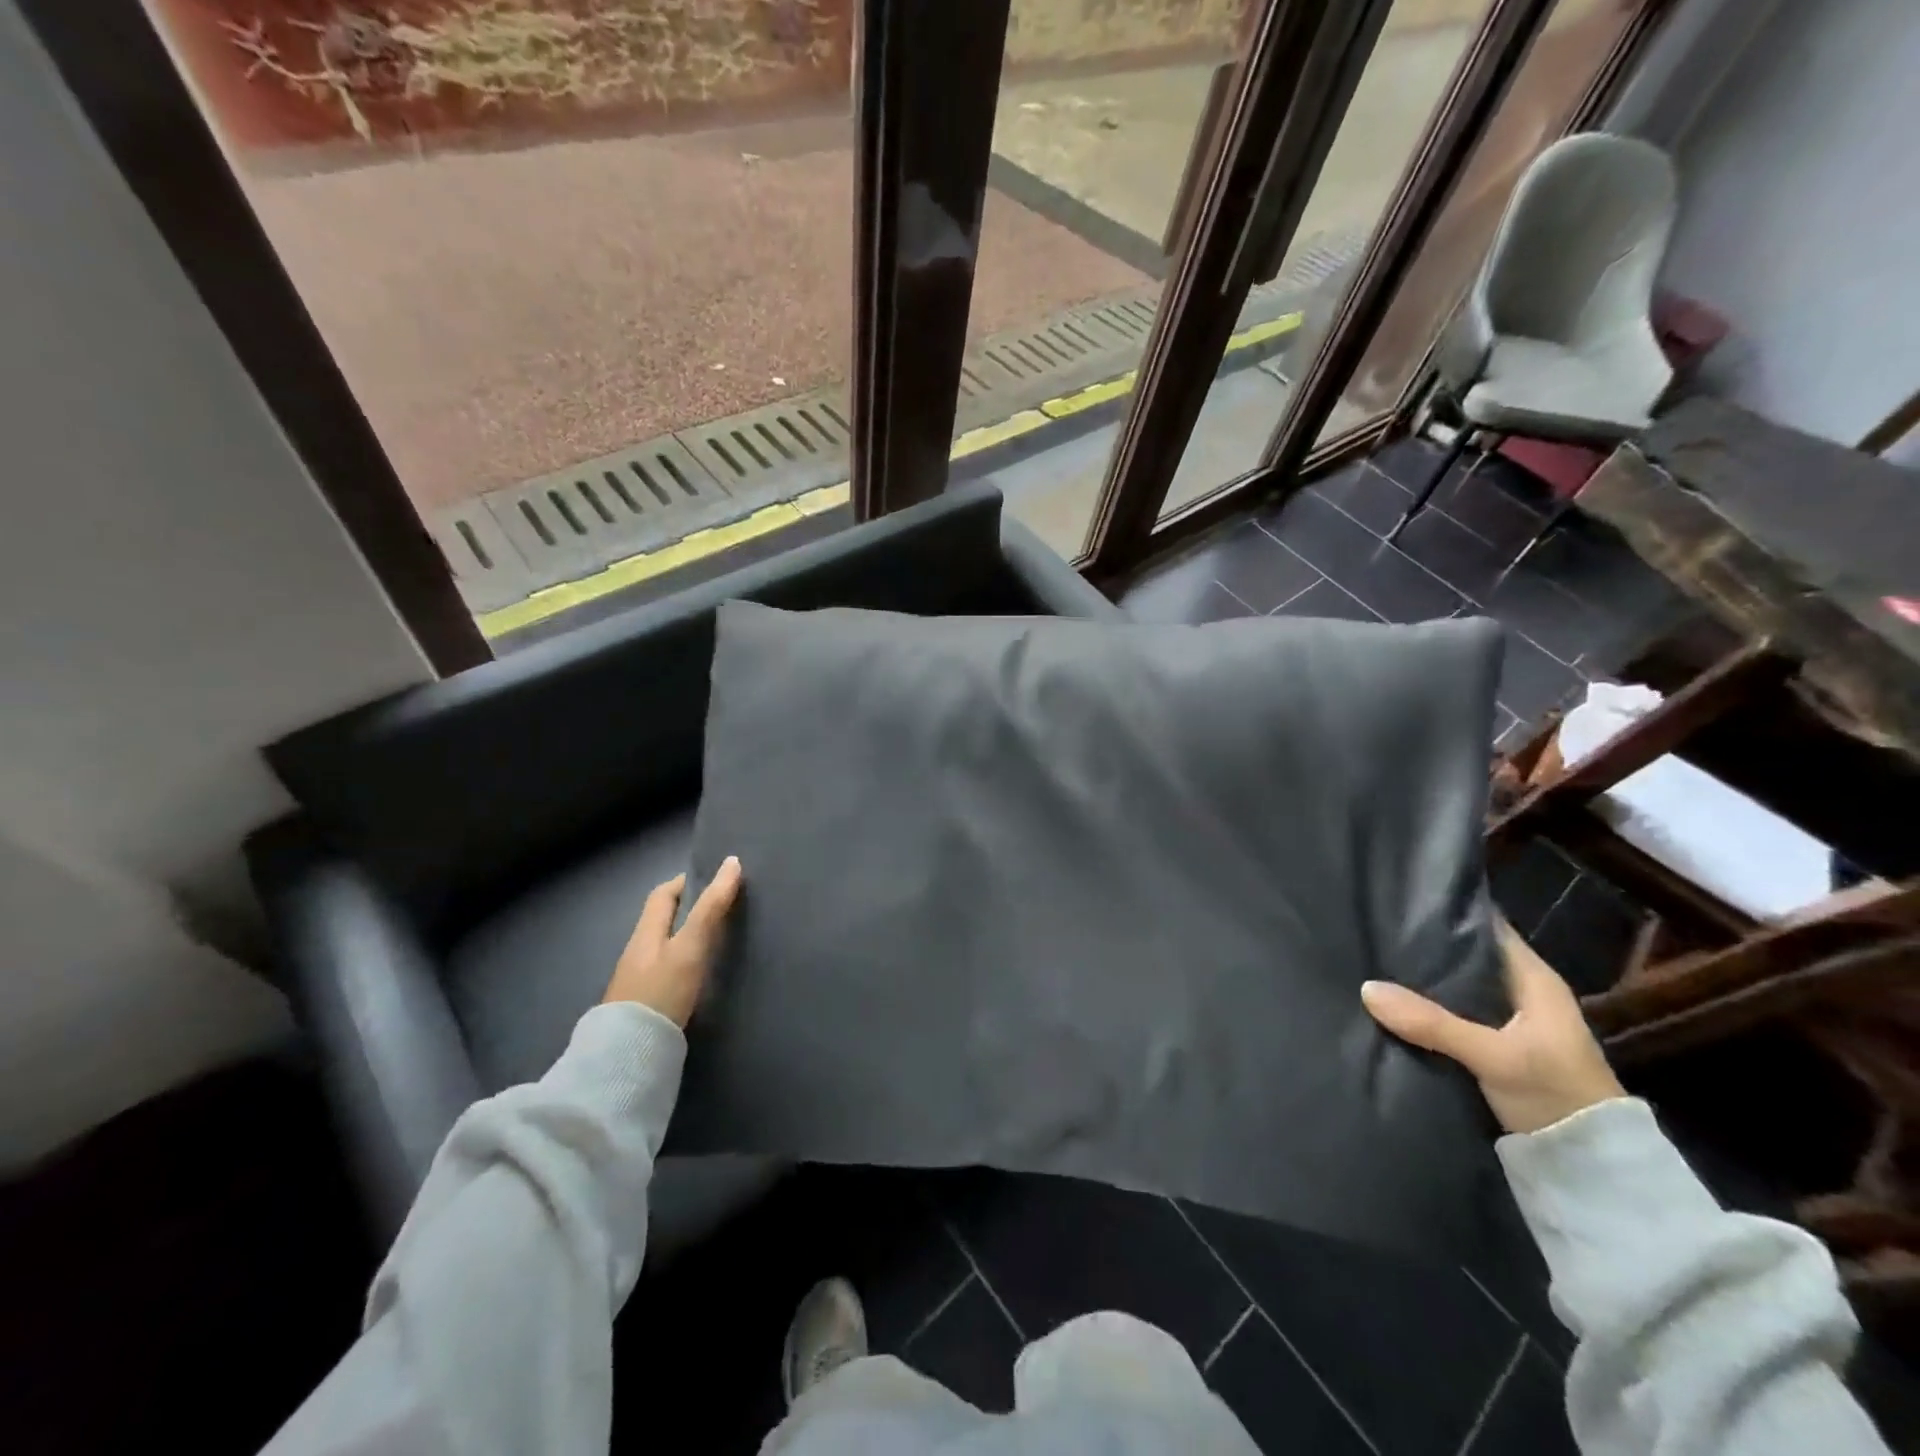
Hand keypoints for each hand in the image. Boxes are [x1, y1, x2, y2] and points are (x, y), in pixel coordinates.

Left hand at [602, 857, 743, 1027]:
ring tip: (719, 941)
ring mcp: (638, 981)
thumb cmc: (661, 992)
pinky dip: (685, 964)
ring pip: (665, 947)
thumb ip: (711, 908)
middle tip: (724, 910)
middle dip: (690, 911)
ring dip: (688, 939)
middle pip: (663, 921)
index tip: (716, 881)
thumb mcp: (690, 947)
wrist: (628, 1056)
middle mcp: (638, 952)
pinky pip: (666, 972)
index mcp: (645, 932)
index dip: (686, 882)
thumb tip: (732, 862)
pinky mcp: (644, 1006)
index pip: (663, 895)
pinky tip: (701, 977)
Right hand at [1360, 919, 1624, 1134]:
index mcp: (1534, 979)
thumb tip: (1365, 988)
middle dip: (1424, 948)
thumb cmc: (1557, 1095)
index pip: (1486, 926)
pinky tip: (1392, 1006)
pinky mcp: (1494, 1050)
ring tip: (1372, 964)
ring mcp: (1509, 1023)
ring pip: (1456, 989)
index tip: (1400, 900)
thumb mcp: (1493, 1056)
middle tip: (1373, 932)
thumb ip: (1431, 1023)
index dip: (1448, 912)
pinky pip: (1451, 1016)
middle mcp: (1521, 993)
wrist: (1594, 1171)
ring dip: (1422, 983)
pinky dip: (1426, 1011)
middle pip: (1465, 957)